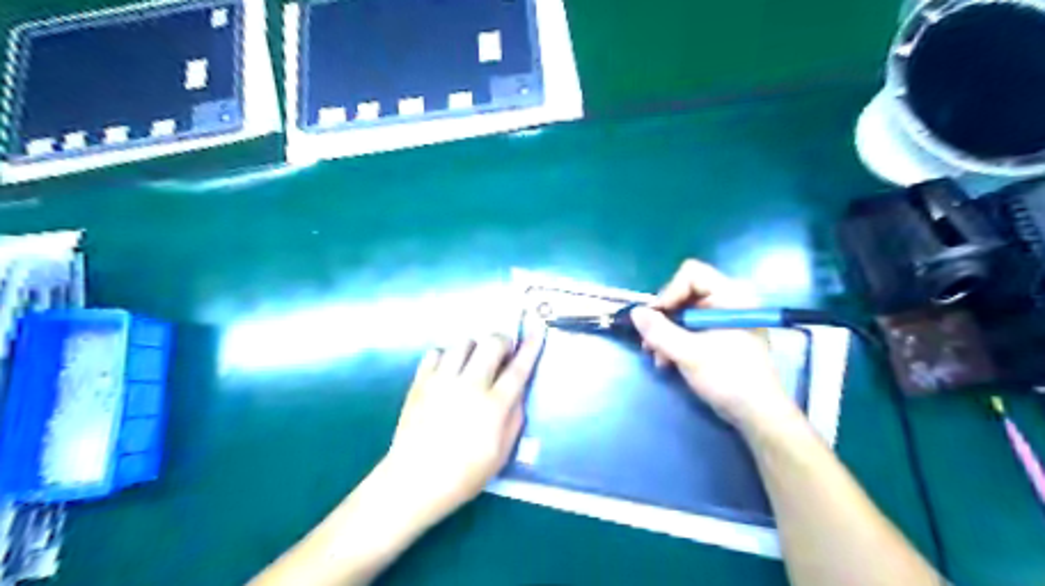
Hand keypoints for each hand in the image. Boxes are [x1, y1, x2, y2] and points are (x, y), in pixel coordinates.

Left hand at [383, 328, 547, 523]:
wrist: (413, 482)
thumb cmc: (464, 475)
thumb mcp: (501, 454)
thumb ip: (515, 418)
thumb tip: (518, 392)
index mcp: (493, 405)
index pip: (518, 367)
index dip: (531, 346)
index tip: (538, 329)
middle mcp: (469, 385)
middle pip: (492, 343)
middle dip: (503, 341)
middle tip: (503, 354)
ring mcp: (442, 380)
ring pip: (464, 342)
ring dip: (475, 348)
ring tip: (473, 364)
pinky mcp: (420, 381)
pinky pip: (437, 352)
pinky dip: (447, 356)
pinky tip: (448, 372)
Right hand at [632, 260, 796, 429]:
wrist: (757, 413)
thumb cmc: (728, 378)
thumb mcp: (689, 354)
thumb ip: (659, 331)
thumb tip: (635, 313)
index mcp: (731, 296)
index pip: (691, 274)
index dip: (670, 292)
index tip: (658, 318)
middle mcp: (729, 300)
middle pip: (684, 292)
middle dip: (664, 317)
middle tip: (650, 341)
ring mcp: (724, 318)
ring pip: (683, 312)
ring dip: (666, 333)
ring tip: (657, 357)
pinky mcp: (720, 334)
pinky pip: (690, 326)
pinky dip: (676, 340)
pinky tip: (667, 361)